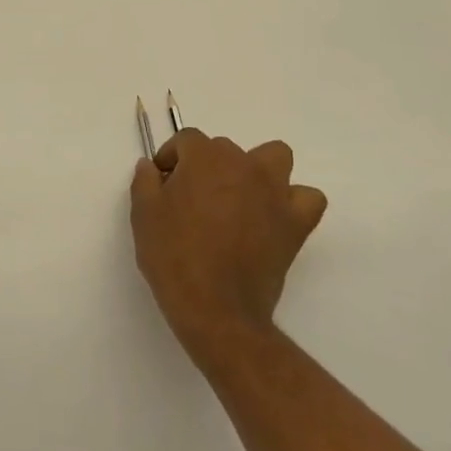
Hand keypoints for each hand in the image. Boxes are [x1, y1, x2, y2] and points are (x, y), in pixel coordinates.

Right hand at [130, 128, 327, 369]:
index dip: (171, 158)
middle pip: (225, 149)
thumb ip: (145, 181)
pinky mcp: (295, 222)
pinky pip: (307, 198)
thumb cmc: (174, 257)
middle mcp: (243, 164)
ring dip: (257, 169)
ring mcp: (274, 191)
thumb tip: (151, 166)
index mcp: (205, 157)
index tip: (162, 182)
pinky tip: (274, 217)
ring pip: (274, 157)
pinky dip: (293, 201)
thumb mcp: (143, 214)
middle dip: (207, 167)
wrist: (216, 310)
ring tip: (240, 196)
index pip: (186, 140)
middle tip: (193, 199)